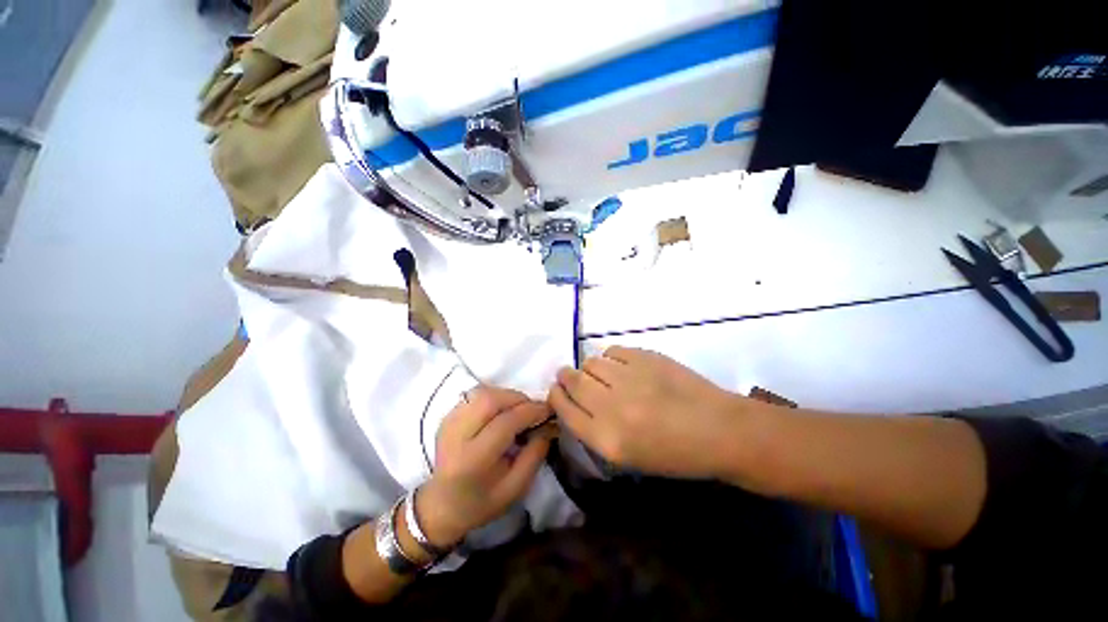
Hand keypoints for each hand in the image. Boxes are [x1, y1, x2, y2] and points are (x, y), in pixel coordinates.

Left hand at [416, 386, 554, 547]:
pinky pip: (475, 396)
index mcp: (473, 460)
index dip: (530, 411)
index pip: (505, 422)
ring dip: (506, 396)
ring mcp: (448, 423)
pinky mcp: (448, 416)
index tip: (548, 410)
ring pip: (482, 393)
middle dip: (518, 398)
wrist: (443, 505)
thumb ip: (535, 454)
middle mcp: (456, 435)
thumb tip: (548, 425)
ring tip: (519, 410)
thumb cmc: (482, 501)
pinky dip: (494, 398)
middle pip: (490, 400)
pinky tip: (501, 412)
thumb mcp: (516, 487)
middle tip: (533, 409)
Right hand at [549, 346, 753, 478]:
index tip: (556, 390)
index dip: (556, 396)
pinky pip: (613, 351)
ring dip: (590, 367)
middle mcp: (612, 407)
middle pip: (573, 381)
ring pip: (591, 362)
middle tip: (567, 374)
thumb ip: (595, 430)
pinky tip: (622, 366)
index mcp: (607, 439)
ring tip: (603, 374)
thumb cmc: (675, 454)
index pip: (565, 410)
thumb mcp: (628, 456)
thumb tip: (575, 401)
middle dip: (565, 376)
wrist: (719, 430)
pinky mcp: (645, 357)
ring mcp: (629, 377)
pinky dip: (612, 357)